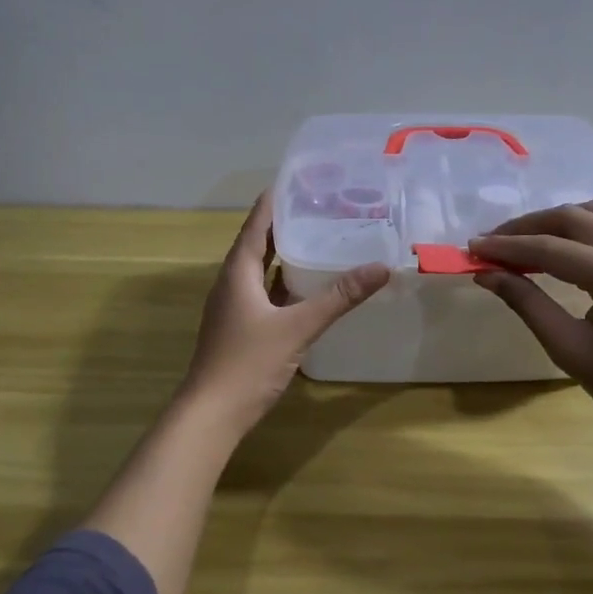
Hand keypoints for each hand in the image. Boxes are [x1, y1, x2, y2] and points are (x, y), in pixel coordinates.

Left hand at [179, 193, 388, 435]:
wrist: (212, 413)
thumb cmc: (248, 363)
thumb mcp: (297, 327)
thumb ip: (338, 298)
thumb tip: (380, 268)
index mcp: (238, 272)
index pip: (257, 224)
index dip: (276, 200)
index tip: (302, 180)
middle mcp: (232, 283)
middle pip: (259, 244)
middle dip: (287, 224)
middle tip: (321, 206)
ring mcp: (235, 308)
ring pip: (262, 271)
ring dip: (286, 254)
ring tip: (320, 238)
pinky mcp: (241, 328)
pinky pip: (265, 294)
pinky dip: (285, 284)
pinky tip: (308, 287)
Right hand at [470, 201, 592, 446]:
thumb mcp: (568, 348)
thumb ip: (526, 303)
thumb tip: (487, 274)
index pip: (551, 248)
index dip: (506, 246)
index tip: (470, 249)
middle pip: (572, 219)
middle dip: (526, 227)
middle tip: (488, 244)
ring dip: (552, 223)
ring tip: (517, 243)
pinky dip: (576, 231)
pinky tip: (554, 250)